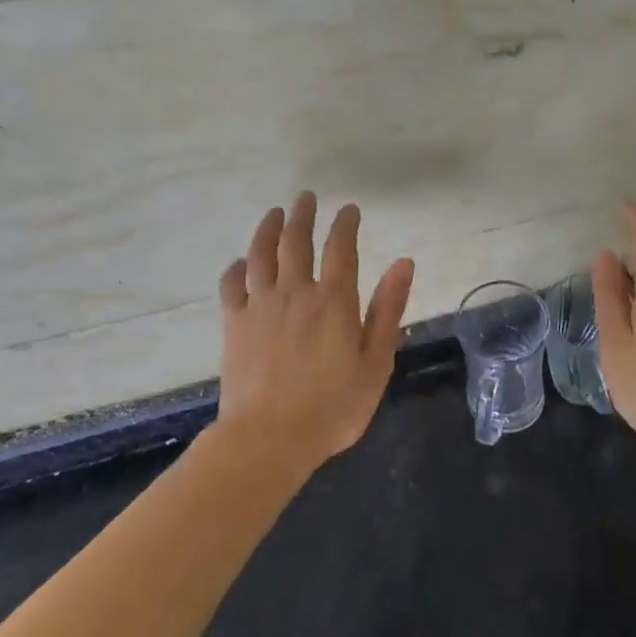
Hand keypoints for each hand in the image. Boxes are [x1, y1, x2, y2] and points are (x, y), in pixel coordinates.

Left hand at [215, 193, 415, 470]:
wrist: (269, 439)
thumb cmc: (333, 407)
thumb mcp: (376, 362)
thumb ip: (388, 309)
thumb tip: (404, 262)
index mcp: (334, 300)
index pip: (340, 248)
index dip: (345, 223)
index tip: (348, 209)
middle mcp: (295, 292)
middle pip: (296, 241)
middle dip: (302, 215)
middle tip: (305, 198)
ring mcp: (260, 305)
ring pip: (261, 254)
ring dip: (268, 228)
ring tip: (274, 213)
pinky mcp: (234, 324)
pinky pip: (231, 285)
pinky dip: (236, 268)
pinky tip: (241, 263)